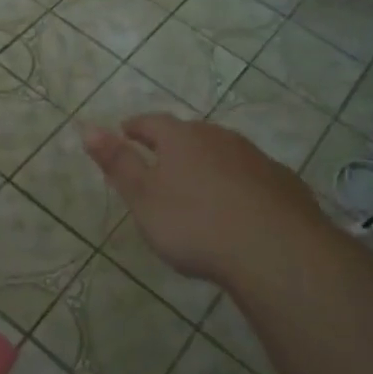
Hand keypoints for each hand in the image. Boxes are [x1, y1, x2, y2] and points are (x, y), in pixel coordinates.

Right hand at [81, 114, 332, 290]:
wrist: (275, 251)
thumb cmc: (195, 223)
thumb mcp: (143, 197)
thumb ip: (118, 163)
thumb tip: (88, 127)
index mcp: (181, 138)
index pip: (151, 122)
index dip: (135, 127)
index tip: (125, 132)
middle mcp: (219, 138)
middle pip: (190, 134)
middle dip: (173, 144)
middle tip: (161, 161)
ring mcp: (255, 159)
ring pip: (224, 153)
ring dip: (208, 163)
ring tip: (198, 185)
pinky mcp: (284, 184)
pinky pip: (253, 177)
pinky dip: (239, 184)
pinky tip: (240, 207)